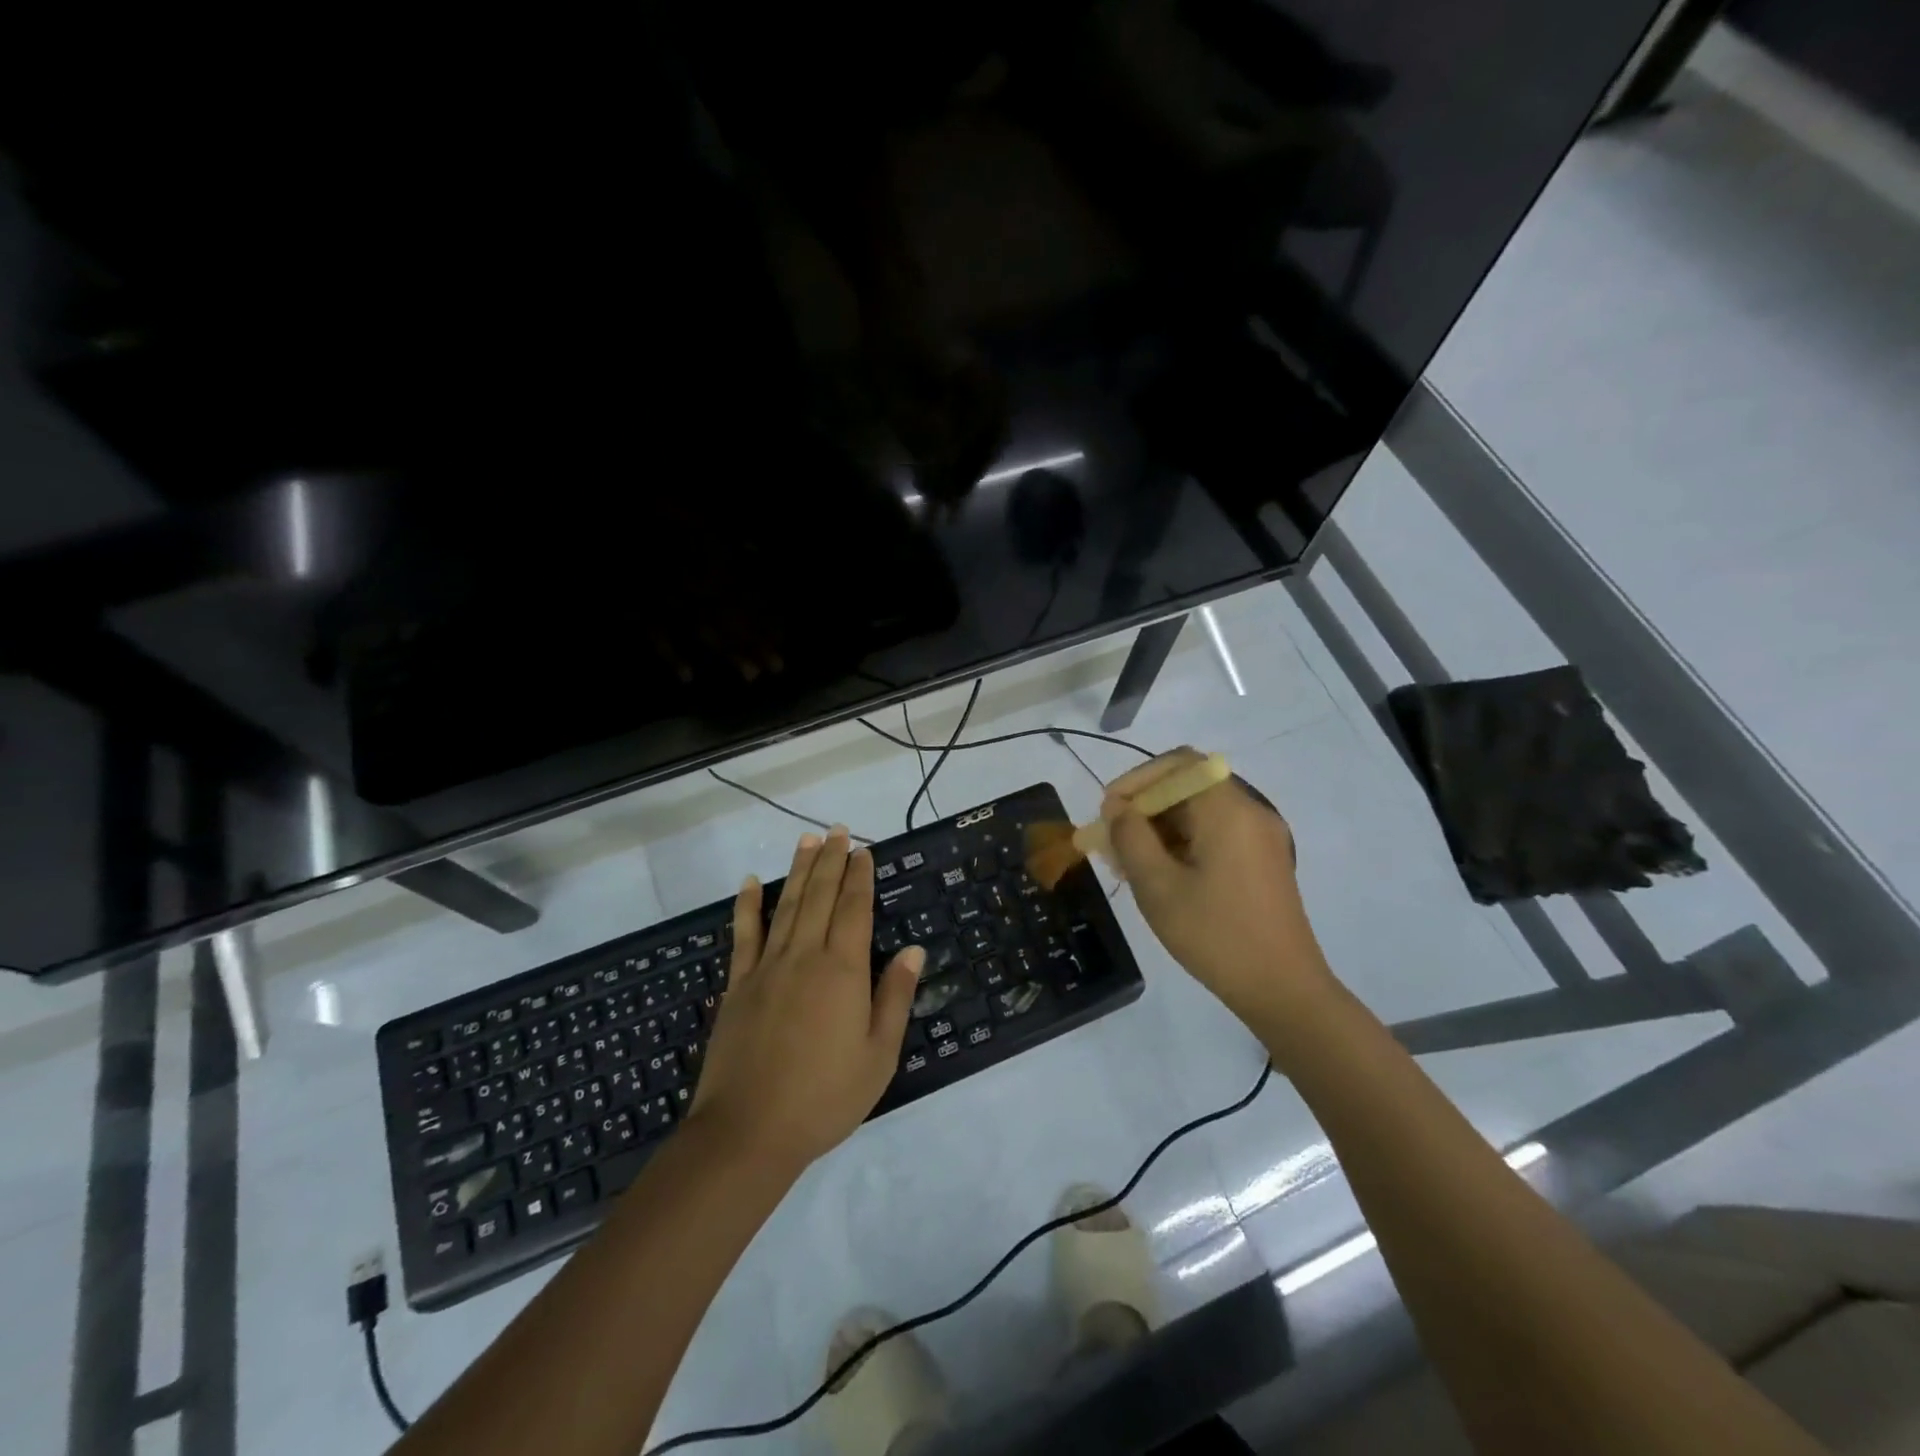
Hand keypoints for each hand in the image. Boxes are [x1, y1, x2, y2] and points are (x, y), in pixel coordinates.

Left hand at [688, 827, 923, 1173]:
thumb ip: (895, 997)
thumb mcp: (878, 1055)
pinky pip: (744, 935)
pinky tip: (751, 882)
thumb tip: (913, 950)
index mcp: (842, 971)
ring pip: (786, 906)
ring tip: (806, 839)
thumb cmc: (824, 1097)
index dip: (859, 877)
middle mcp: (804, 957)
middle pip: (819, 897)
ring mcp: (766, 968)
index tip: (863, 850)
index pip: (853, 910)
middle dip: (830, 861)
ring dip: (798, 870)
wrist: (748, 1132)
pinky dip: (748, 905)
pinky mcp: (738, 985)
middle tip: (836, 830)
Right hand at [1101, 748, 1334, 1026]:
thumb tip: (1117, 807)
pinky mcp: (1263, 860)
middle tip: (1112, 842)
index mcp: (1228, 810)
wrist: (1283, 990)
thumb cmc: (1215, 935)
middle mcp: (1250, 811)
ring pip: (1200, 811)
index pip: (1178, 764)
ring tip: (1129, 864)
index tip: (1108, 811)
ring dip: (1161, 827)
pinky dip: (1183, 842)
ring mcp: (1261, 836)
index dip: (1137, 779)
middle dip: (1145, 806)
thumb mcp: (1158, 886)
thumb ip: (1130, 837)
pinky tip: (1160, 875)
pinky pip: (1216, 833)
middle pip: (1189, 785)